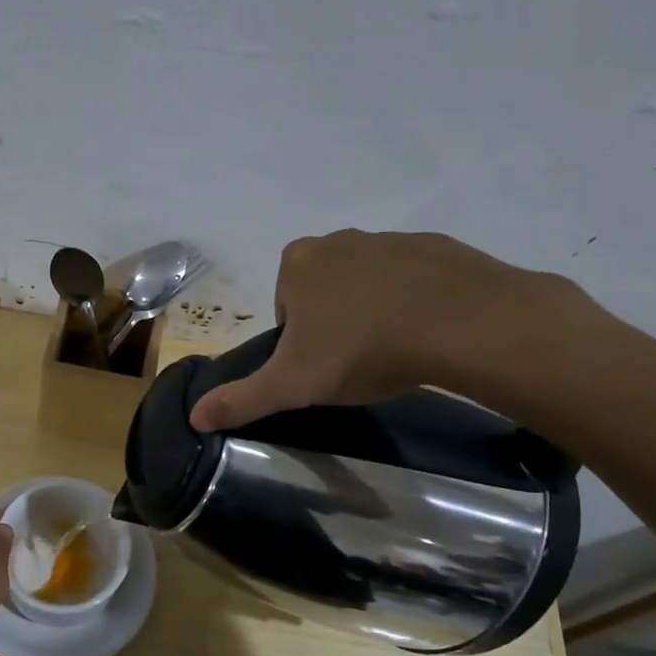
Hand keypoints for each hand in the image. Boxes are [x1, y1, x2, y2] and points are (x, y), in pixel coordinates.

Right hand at [190, 230, 582, 431]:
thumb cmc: (361, 348)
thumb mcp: (293, 384)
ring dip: (375, 311)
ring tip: (396, 351)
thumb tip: (194, 417)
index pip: (285, 306)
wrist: (460, 323)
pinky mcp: (438, 247)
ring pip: (370, 283)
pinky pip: (415, 279)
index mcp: (299, 263)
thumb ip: (242, 399)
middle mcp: (340, 240)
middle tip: (357, 361)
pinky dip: (416, 302)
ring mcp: (391, 239)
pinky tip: (429, 333)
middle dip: (335, 322)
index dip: (298, 340)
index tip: (321, 365)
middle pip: (325, 291)